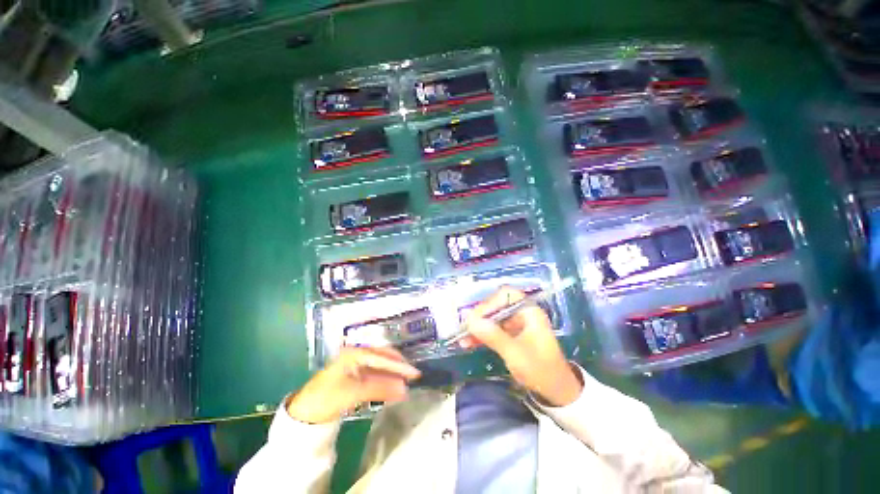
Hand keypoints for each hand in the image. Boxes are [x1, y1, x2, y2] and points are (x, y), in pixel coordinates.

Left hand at [286, 347, 420, 423]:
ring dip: (392, 376)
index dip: (399, 366)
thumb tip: (405, 389)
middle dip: (397, 367)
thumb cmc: (327, 397)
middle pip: (383, 358)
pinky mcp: (354, 377)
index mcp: (356, 353)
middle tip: (412, 376)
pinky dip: (384, 382)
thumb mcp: (354, 392)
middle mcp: (357, 355)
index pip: (383, 358)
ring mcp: (355, 365)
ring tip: (405, 384)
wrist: (303, 414)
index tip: (415, 373)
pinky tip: (392, 389)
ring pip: (379, 368)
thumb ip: (380, 388)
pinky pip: (374, 376)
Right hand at [462, 287, 582, 406]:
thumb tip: (470, 321)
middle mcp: (521, 314)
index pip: (506, 295)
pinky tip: (468, 343)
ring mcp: (515, 325)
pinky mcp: (510, 336)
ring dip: (477, 328)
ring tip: (462, 338)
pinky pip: (493, 331)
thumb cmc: (541, 370)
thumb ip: (493, 336)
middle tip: (465, 328)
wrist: (557, 393)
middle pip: (496, 306)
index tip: (476, 317)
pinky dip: (481, 336)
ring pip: (492, 319)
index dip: (490, 302)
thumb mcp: (516, 354)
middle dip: (479, 317)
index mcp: (529, 312)